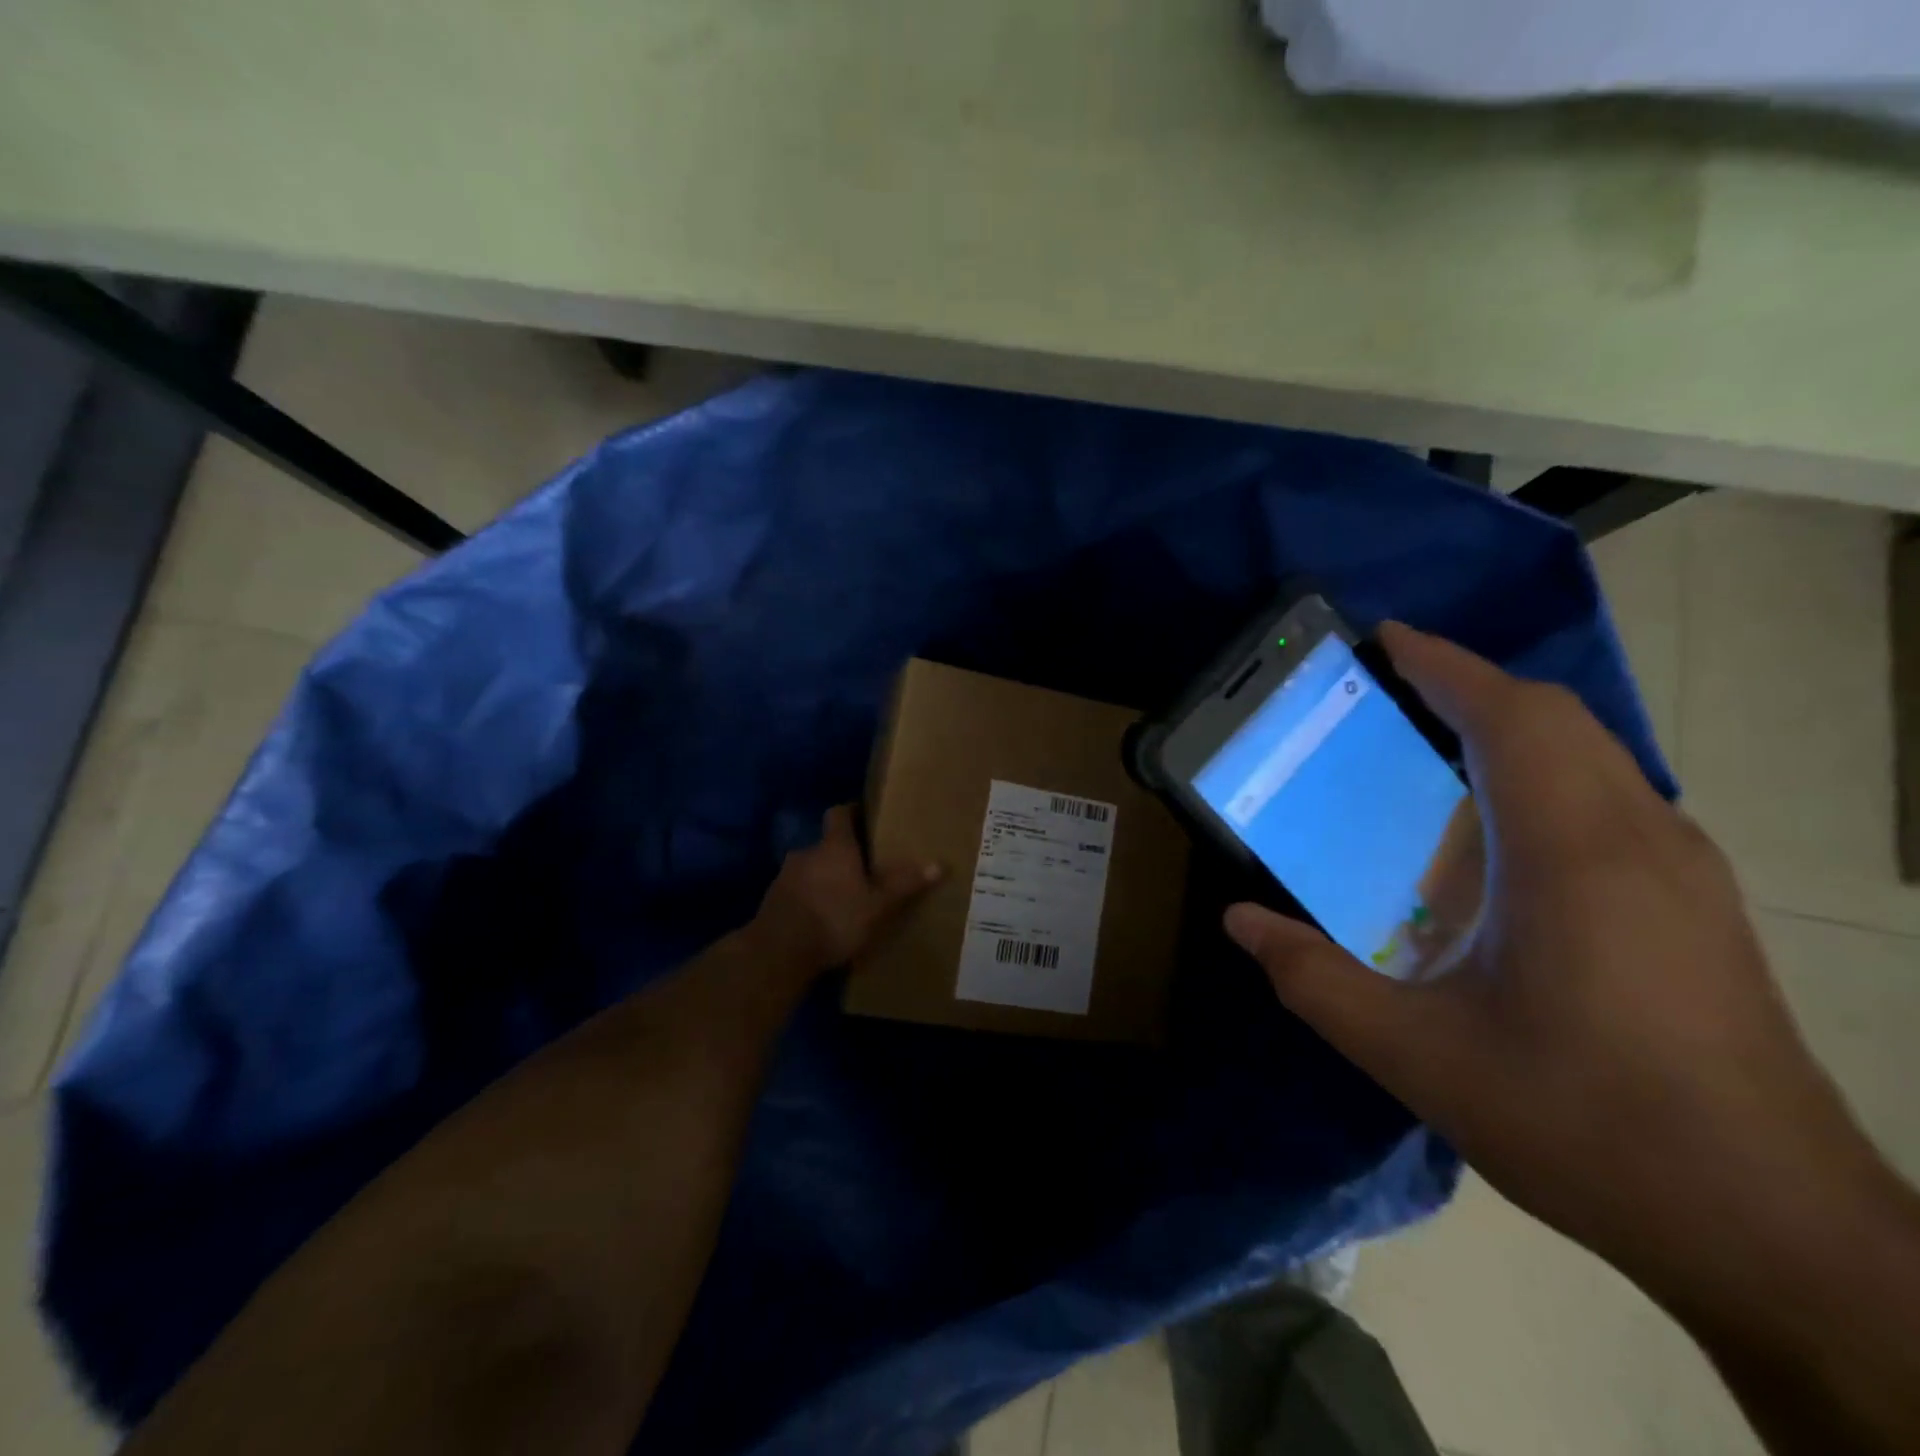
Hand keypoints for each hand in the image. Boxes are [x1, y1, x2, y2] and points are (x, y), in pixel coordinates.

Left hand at [751, 806, 941, 972]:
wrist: (778, 952)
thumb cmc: (835, 919)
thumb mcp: (878, 906)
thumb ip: (905, 884)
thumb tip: (939, 864)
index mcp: (834, 846)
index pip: (839, 813)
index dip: (851, 812)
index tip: (865, 817)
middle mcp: (807, 853)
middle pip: (826, 844)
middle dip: (842, 854)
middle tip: (863, 868)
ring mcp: (785, 876)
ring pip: (810, 868)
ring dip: (824, 878)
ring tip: (844, 897)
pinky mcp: (772, 900)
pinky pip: (797, 891)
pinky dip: (809, 898)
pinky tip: (822, 919)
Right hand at [1223, 624, 1890, 1306]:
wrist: (1776, 1231)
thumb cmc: (1586, 1126)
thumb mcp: (1417, 1056)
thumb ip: (1315, 980)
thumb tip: (1240, 922)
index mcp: (1571, 856)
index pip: (1509, 718)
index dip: (1444, 666)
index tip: (1384, 638)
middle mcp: (1639, 839)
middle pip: (1555, 719)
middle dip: (1469, 685)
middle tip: (1388, 687)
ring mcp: (1682, 870)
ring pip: (1592, 753)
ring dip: (1509, 726)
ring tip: (1428, 742)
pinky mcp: (1696, 903)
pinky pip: (1609, 795)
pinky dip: (1542, 771)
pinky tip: (1492, 830)